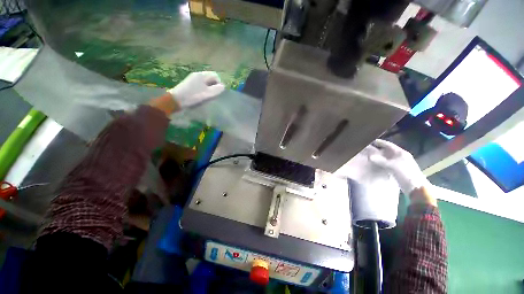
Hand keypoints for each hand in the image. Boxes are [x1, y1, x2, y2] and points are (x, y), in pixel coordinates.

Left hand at [168, 71, 224, 108]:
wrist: (176, 100)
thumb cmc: (194, 96)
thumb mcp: (208, 94)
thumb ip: (217, 89)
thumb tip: (223, 86)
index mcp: (202, 75)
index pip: (216, 75)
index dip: (219, 83)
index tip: (218, 92)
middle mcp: (197, 74)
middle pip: (210, 78)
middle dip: (214, 86)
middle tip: (213, 95)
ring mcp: (192, 79)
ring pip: (205, 82)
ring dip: (208, 89)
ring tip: (207, 97)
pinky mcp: (188, 84)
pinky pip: (199, 85)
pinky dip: (202, 89)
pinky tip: (200, 96)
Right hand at [369, 139, 428, 195]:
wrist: (416, 188)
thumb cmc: (406, 174)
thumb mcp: (392, 166)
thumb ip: (380, 160)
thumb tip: (369, 156)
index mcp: (401, 153)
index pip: (389, 145)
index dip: (380, 142)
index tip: (371, 140)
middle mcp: (400, 157)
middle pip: (387, 151)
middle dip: (378, 149)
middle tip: (367, 148)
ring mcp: (399, 164)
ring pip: (386, 158)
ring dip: (378, 157)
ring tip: (368, 156)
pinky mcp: (397, 170)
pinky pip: (386, 164)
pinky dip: (380, 163)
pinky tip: (375, 164)